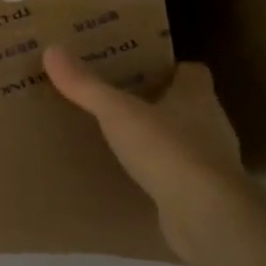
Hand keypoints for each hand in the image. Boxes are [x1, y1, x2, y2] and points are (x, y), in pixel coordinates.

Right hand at [44, 50, 243, 260]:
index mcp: (197, 97)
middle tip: (122, 102)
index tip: (143, 70)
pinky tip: (137, 178)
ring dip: (162, 140)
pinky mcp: (206, 196)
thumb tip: (52, 50)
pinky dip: (163, 174)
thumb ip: (86, 85)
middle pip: (190, 106)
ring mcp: (213, 164)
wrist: (206, 215)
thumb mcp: (117, 113)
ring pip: (187, 142)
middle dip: (161, 103)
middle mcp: (212, 126)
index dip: (171, 69)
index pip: (193, 73)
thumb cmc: (167, 150)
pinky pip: (181, 177)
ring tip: (125, 140)